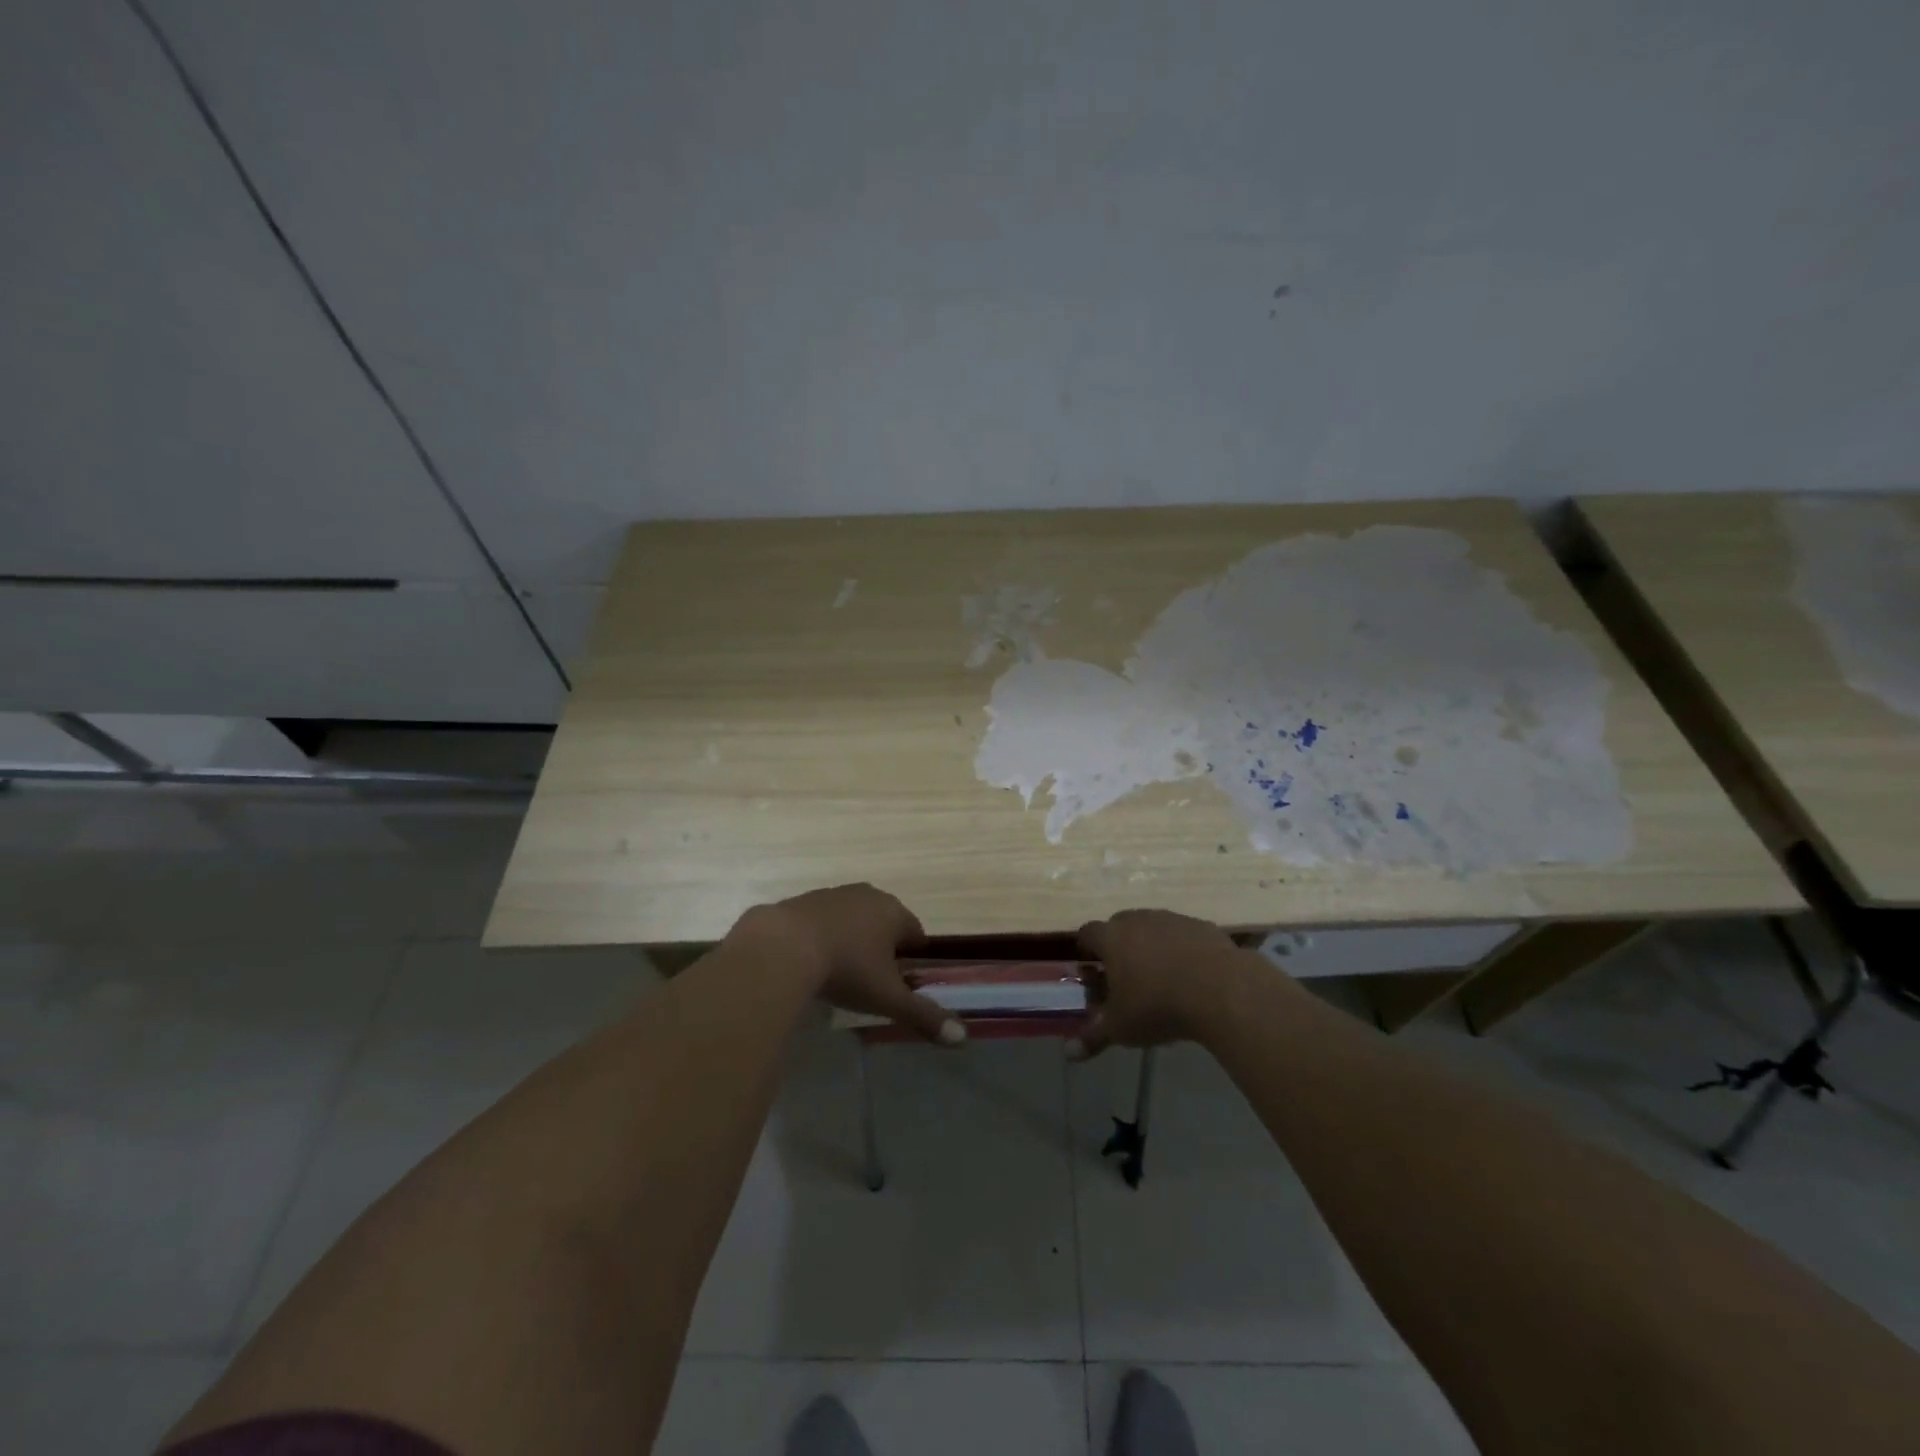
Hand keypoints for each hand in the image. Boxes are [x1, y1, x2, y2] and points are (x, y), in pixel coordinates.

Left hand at [743, 884, 964, 1045]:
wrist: (781, 947)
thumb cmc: (846, 969)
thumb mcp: (887, 997)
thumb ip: (924, 1015)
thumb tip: (963, 1036)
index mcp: (893, 912)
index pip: (915, 930)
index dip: (913, 954)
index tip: (905, 977)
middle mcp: (866, 895)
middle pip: (884, 919)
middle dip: (882, 943)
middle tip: (873, 976)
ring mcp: (831, 895)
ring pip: (851, 917)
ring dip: (851, 936)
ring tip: (841, 968)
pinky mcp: (801, 901)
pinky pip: (820, 919)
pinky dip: (821, 935)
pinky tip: (810, 959)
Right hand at [1069, 909, 1245, 1060]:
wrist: (1221, 990)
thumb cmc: (1158, 1006)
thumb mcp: (1121, 1028)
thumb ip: (1093, 1037)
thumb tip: (1069, 1054)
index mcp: (1112, 938)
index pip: (1088, 932)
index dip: (1086, 948)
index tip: (1090, 967)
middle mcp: (1138, 920)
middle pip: (1120, 924)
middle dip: (1118, 945)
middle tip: (1124, 974)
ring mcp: (1172, 920)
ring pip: (1153, 926)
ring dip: (1151, 945)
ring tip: (1160, 976)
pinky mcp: (1202, 926)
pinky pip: (1183, 934)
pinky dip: (1181, 949)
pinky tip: (1191, 975)